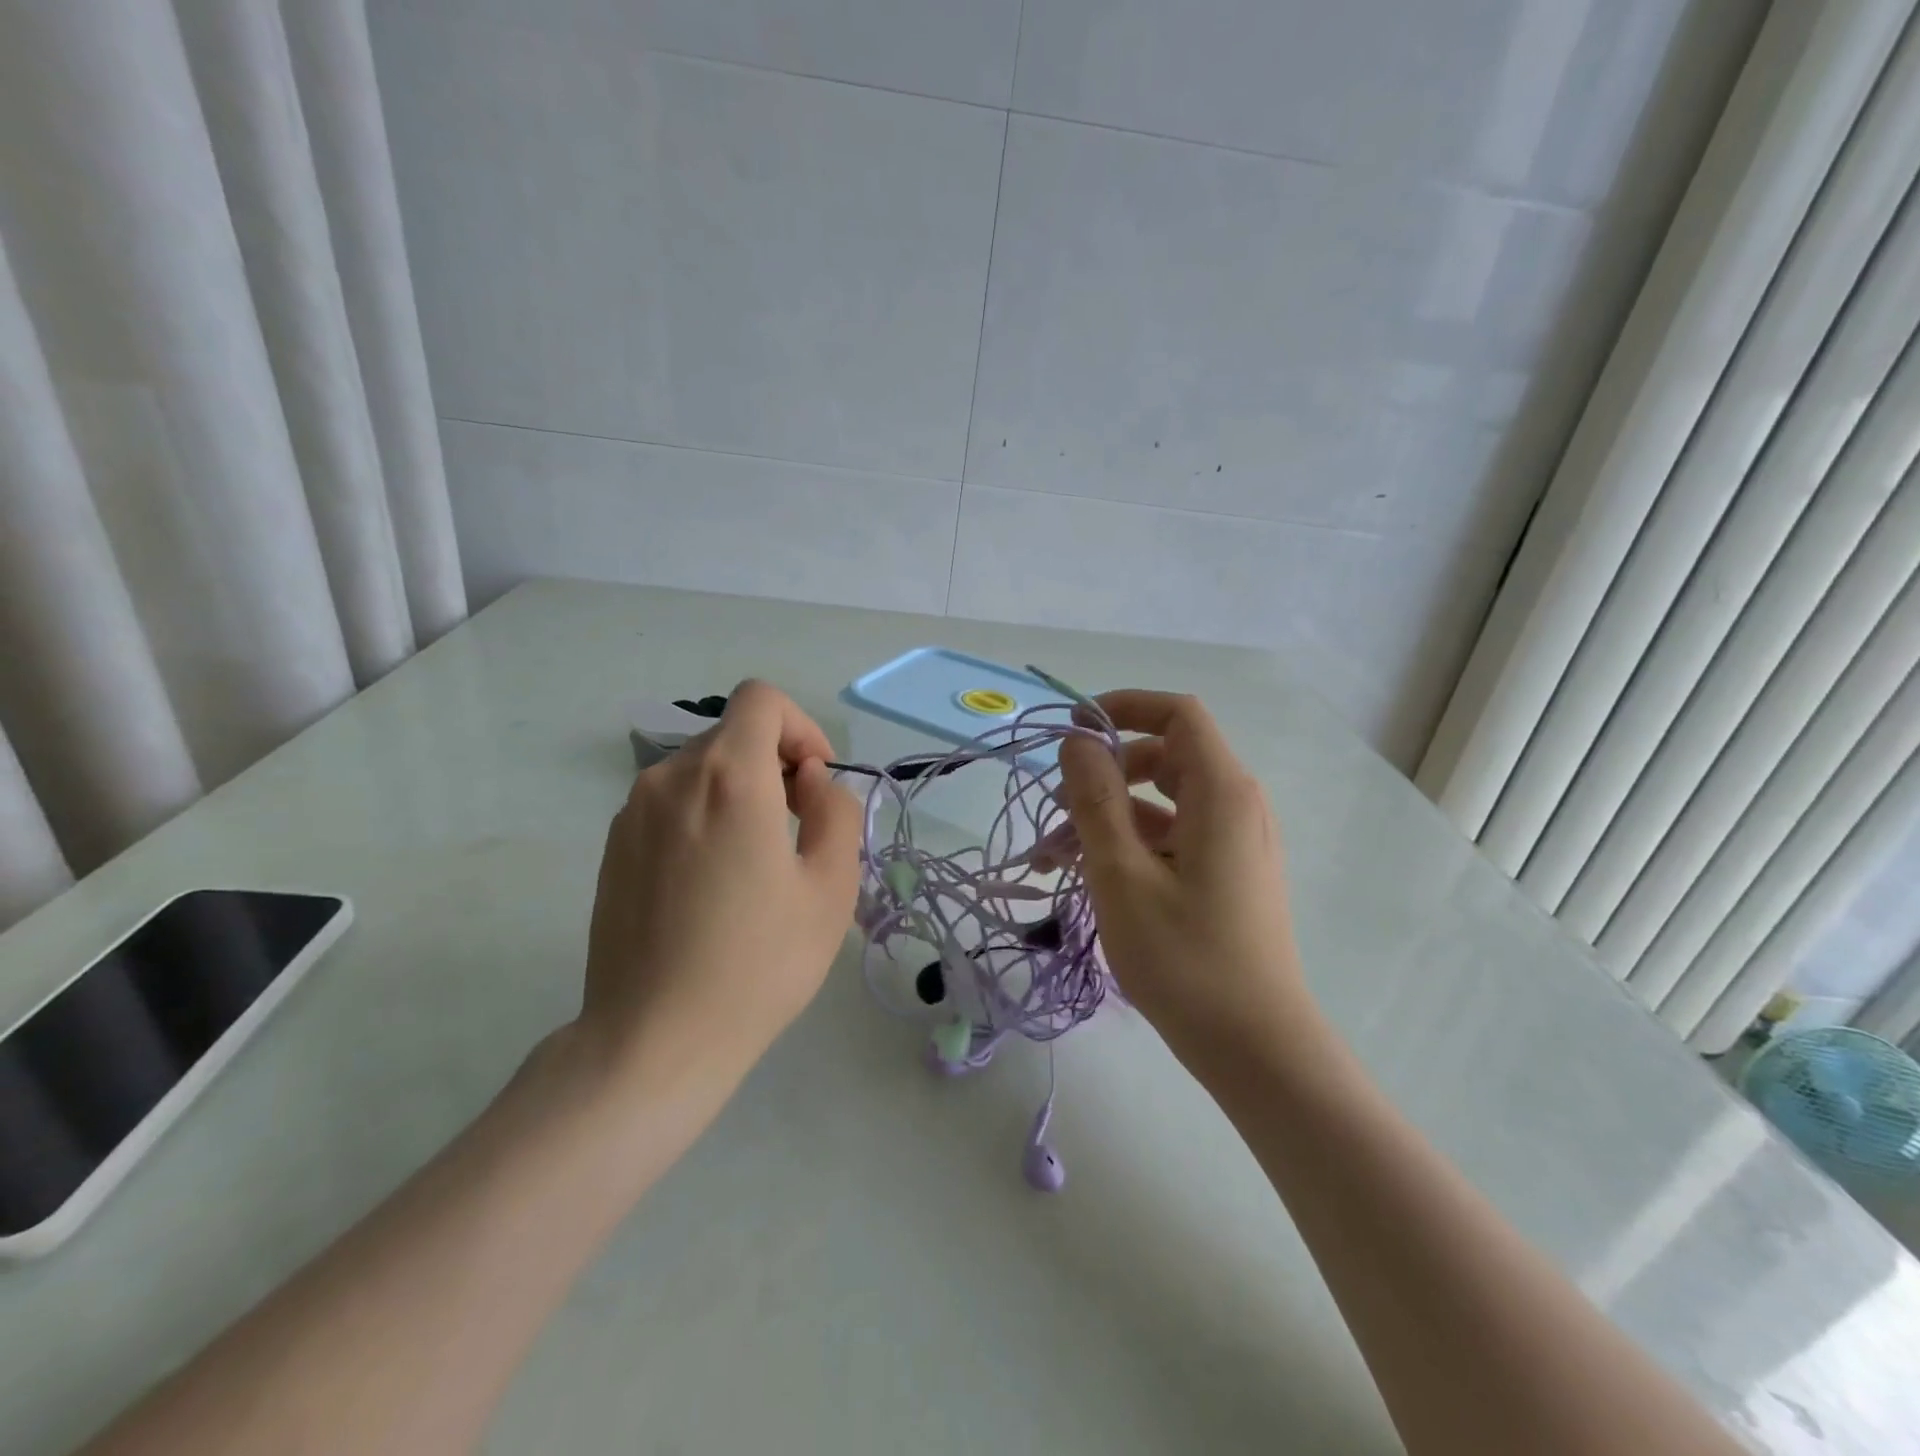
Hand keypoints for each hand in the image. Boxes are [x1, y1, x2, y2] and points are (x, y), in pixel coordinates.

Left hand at [577, 680, 861, 1093]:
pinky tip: (712, 883)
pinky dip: (703, 815)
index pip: (761, 699)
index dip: (800, 727)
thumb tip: (809, 782)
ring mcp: (632, 811)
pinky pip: (671, 803)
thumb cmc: (758, 963)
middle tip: (797, 830)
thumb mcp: (830, 886)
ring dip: (740, 791)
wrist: (653, 1039)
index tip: (815, 782)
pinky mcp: (612, 846)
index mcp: (728, 777)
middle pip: (733, 735)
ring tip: (757, 862)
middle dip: (775, 764)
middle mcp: (670, 778)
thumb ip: (834, 812)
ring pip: (701, 770)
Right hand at [1058, 690, 1306, 1076]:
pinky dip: (1129, 846)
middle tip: (1056, 807)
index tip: (1073, 730)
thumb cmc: (1185, 958)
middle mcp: (1236, 806)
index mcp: (1222, 792)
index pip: (1178, 714)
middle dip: (1104, 774)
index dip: (1124, 707)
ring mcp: (1234, 843)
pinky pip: (1172, 839)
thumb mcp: (1122, 873)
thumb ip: (1096, 799)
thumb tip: (1077, 742)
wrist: (1255, 1047)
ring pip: (1161, 805)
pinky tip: (1087, 879)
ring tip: (1054, 860)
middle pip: (1164, 758)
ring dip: (1106, 819)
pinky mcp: (1226, 875)